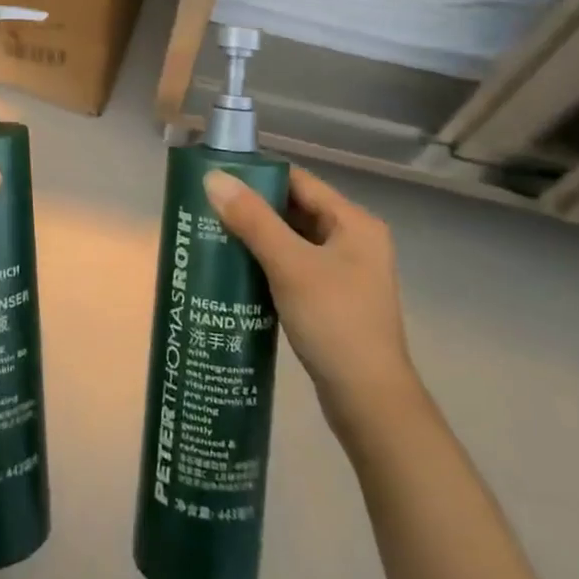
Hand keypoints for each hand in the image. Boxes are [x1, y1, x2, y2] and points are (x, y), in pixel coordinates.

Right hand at [204, 165, 419, 440]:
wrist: (369, 403)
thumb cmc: (334, 322)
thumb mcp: (290, 265)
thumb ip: (252, 219)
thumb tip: (213, 177)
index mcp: (354, 223)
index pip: (299, 181)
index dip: (259, 175)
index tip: (218, 177)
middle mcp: (354, 240)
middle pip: (296, 209)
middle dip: (253, 208)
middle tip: (208, 207)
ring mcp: (346, 273)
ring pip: (293, 240)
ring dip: (258, 237)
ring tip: (214, 234)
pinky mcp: (334, 300)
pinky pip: (295, 267)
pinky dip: (268, 263)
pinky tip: (237, 270)